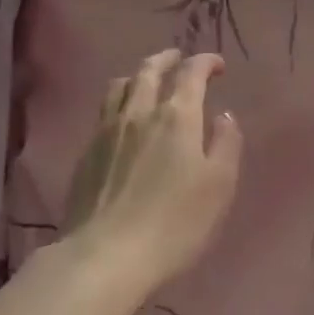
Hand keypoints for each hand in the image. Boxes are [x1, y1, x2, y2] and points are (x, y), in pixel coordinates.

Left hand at [63, 49, 243, 290]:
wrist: (105, 256)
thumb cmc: (174, 222)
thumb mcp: (219, 185)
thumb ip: (226, 144)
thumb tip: (224, 116)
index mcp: (177, 116)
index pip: (191, 73)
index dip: (205, 62)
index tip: (217, 65)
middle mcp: (140, 112)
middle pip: (149, 70)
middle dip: (167, 58)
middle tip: (179, 58)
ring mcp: (108, 130)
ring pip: (121, 85)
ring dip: (138, 75)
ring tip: (147, 81)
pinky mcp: (87, 152)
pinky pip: (104, 110)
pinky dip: (120, 100)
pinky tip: (124, 118)